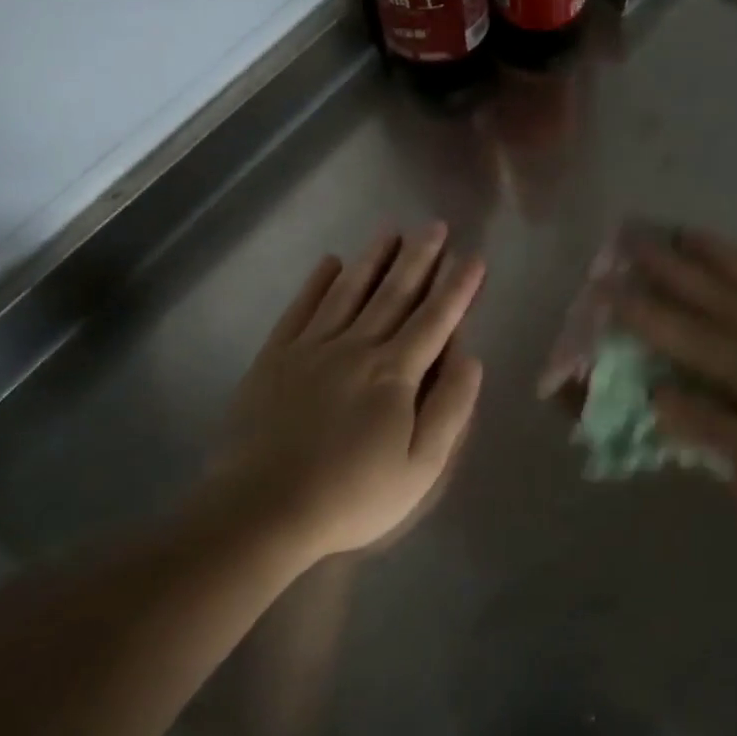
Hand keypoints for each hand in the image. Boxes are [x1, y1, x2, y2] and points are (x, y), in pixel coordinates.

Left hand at [203, 223, 485, 563]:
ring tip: (391, 230)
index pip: (436, 320)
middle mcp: (356, 347)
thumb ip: (450, 407)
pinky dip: (316, 283)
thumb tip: (470, 356)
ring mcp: (311, 348)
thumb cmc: (352, 495)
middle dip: (420, 258)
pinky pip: (301, 309)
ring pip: (350, 291)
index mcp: (395, 373)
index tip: (474, 257)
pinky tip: (329, 263)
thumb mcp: (421, 466)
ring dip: (373, 259)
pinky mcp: (274, 357)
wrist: (262, 510)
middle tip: (435, 226)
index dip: (458, 288)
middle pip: (394, 294)